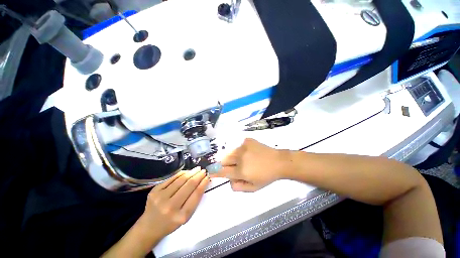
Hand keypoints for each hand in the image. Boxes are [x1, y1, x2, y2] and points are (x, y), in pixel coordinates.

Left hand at [142, 167, 209, 238]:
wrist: (149, 227)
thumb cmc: (171, 223)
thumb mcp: (185, 216)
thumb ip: (194, 200)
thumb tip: (202, 181)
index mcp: (181, 216)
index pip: (196, 195)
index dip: (203, 184)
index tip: (207, 177)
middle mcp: (170, 207)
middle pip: (189, 185)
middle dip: (198, 176)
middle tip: (203, 171)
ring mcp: (160, 198)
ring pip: (181, 179)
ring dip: (191, 172)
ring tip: (197, 169)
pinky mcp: (154, 191)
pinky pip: (171, 178)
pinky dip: (181, 174)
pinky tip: (186, 172)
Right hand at [213, 138, 287, 191]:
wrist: (278, 162)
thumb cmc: (266, 177)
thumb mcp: (253, 188)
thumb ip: (238, 186)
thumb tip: (229, 180)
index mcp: (241, 171)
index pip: (223, 171)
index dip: (215, 172)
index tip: (210, 172)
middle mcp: (240, 157)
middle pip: (224, 160)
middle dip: (225, 164)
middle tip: (234, 166)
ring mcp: (243, 147)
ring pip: (231, 152)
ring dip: (234, 157)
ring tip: (245, 160)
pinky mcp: (247, 140)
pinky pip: (239, 146)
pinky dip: (242, 150)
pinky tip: (250, 153)